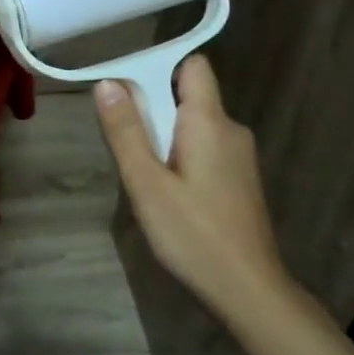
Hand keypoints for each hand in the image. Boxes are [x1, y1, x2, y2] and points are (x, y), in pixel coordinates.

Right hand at [95, 55, 293, 323]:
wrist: (247, 289)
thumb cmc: (192, 234)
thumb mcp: (146, 183)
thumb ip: (125, 131)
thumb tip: (107, 83)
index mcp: (210, 121)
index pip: (192, 65)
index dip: (158, 67)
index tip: (125, 93)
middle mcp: (231, 129)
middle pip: (188, 96)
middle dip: (153, 109)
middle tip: (126, 146)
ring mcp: (239, 156)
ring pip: (194, 125)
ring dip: (163, 137)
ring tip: (142, 176)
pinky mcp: (239, 179)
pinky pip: (203, 148)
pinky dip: (179, 156)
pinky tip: (166, 194)